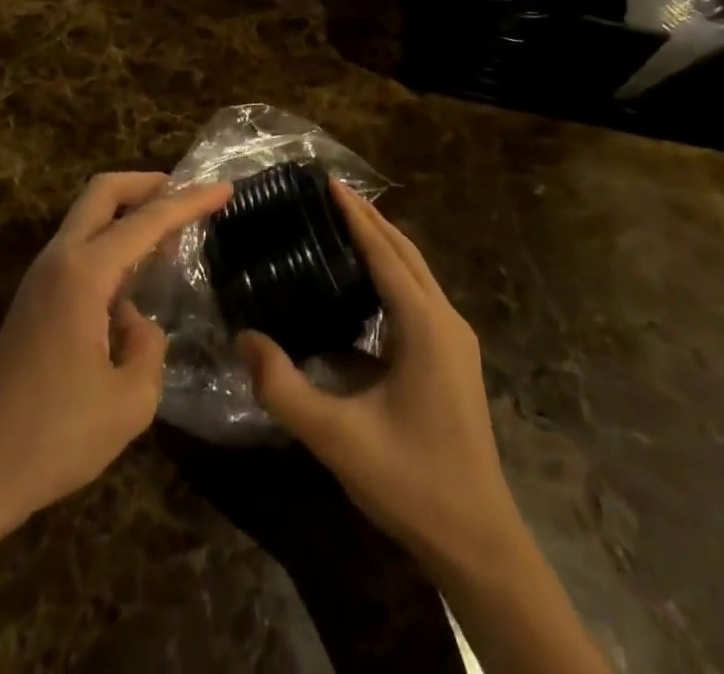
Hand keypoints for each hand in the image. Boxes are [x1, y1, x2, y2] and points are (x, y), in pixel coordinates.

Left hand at [0, 172, 230, 530]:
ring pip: (87, 217)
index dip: (190, 201)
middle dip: (148, 183)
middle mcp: (59, 260)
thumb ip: (149, 347)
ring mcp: (40, 278)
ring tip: (169, 231)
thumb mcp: (130, 401)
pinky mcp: (33, 301)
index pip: (147, 221)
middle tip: (187, 194)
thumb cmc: (54, 437)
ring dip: (128, 212)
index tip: (225, 188)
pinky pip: (79, 247)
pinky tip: (135, 274)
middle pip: (102, 192)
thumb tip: (135, 323)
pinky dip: (112, 240)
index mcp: (83, 273)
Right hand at [238, 182, 520, 566]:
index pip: (385, 251)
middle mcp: (445, 320)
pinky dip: (391, 274)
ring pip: (416, 272)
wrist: (478, 542)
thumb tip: (244, 338)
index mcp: (424, 325)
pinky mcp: (453, 359)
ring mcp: (455, 340)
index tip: (327, 181)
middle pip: (405, 252)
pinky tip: (363, 286)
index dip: (355, 214)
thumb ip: (284, 388)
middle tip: (329, 192)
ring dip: (383, 243)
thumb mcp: (337, 438)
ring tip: (342, 224)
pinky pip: (418, 297)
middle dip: (369, 218)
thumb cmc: (411, 482)